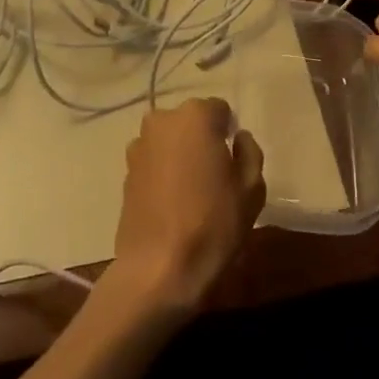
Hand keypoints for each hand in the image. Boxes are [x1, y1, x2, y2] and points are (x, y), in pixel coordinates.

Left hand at [109, 97, 264, 319]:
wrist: (158, 268)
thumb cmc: (213, 223)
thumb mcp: (252, 187)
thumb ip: (249, 151)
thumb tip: (239, 138)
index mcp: (196, 116)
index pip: (220, 110)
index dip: (229, 134)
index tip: (233, 161)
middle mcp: (163, 121)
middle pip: (191, 122)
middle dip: (203, 140)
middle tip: (214, 175)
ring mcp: (139, 146)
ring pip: (170, 141)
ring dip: (180, 154)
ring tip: (191, 191)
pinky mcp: (125, 172)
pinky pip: (153, 161)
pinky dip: (163, 172)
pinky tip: (172, 203)